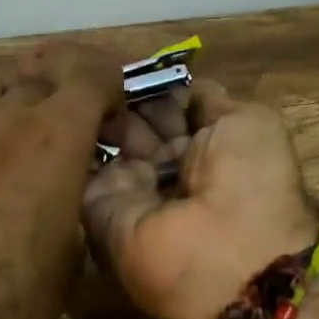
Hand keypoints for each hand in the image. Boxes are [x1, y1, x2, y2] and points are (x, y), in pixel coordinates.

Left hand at [0, 42, 121, 318]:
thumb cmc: (13, 305)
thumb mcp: (69, 250)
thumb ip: (72, 195)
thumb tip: (67, 181)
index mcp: (50, 137)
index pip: (88, 74)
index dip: (108, 82)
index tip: (113, 109)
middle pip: (36, 72)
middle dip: (63, 89)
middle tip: (72, 122)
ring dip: (7, 89)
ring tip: (16, 121)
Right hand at [82, 79, 318, 318]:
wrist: (224, 254)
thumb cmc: (250, 182)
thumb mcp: (249, 122)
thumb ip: (210, 101)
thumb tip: (182, 87)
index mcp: (207, 149)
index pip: (170, 108)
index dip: (153, 86)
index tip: (130, 64)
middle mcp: (167, 168)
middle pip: (135, 120)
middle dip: (122, 95)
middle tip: (99, 67)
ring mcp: (130, 187)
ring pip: (106, 137)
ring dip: (98, 107)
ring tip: (80, 76)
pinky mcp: (96, 206)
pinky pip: (81, 163)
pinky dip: (74, 133)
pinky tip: (67, 102)